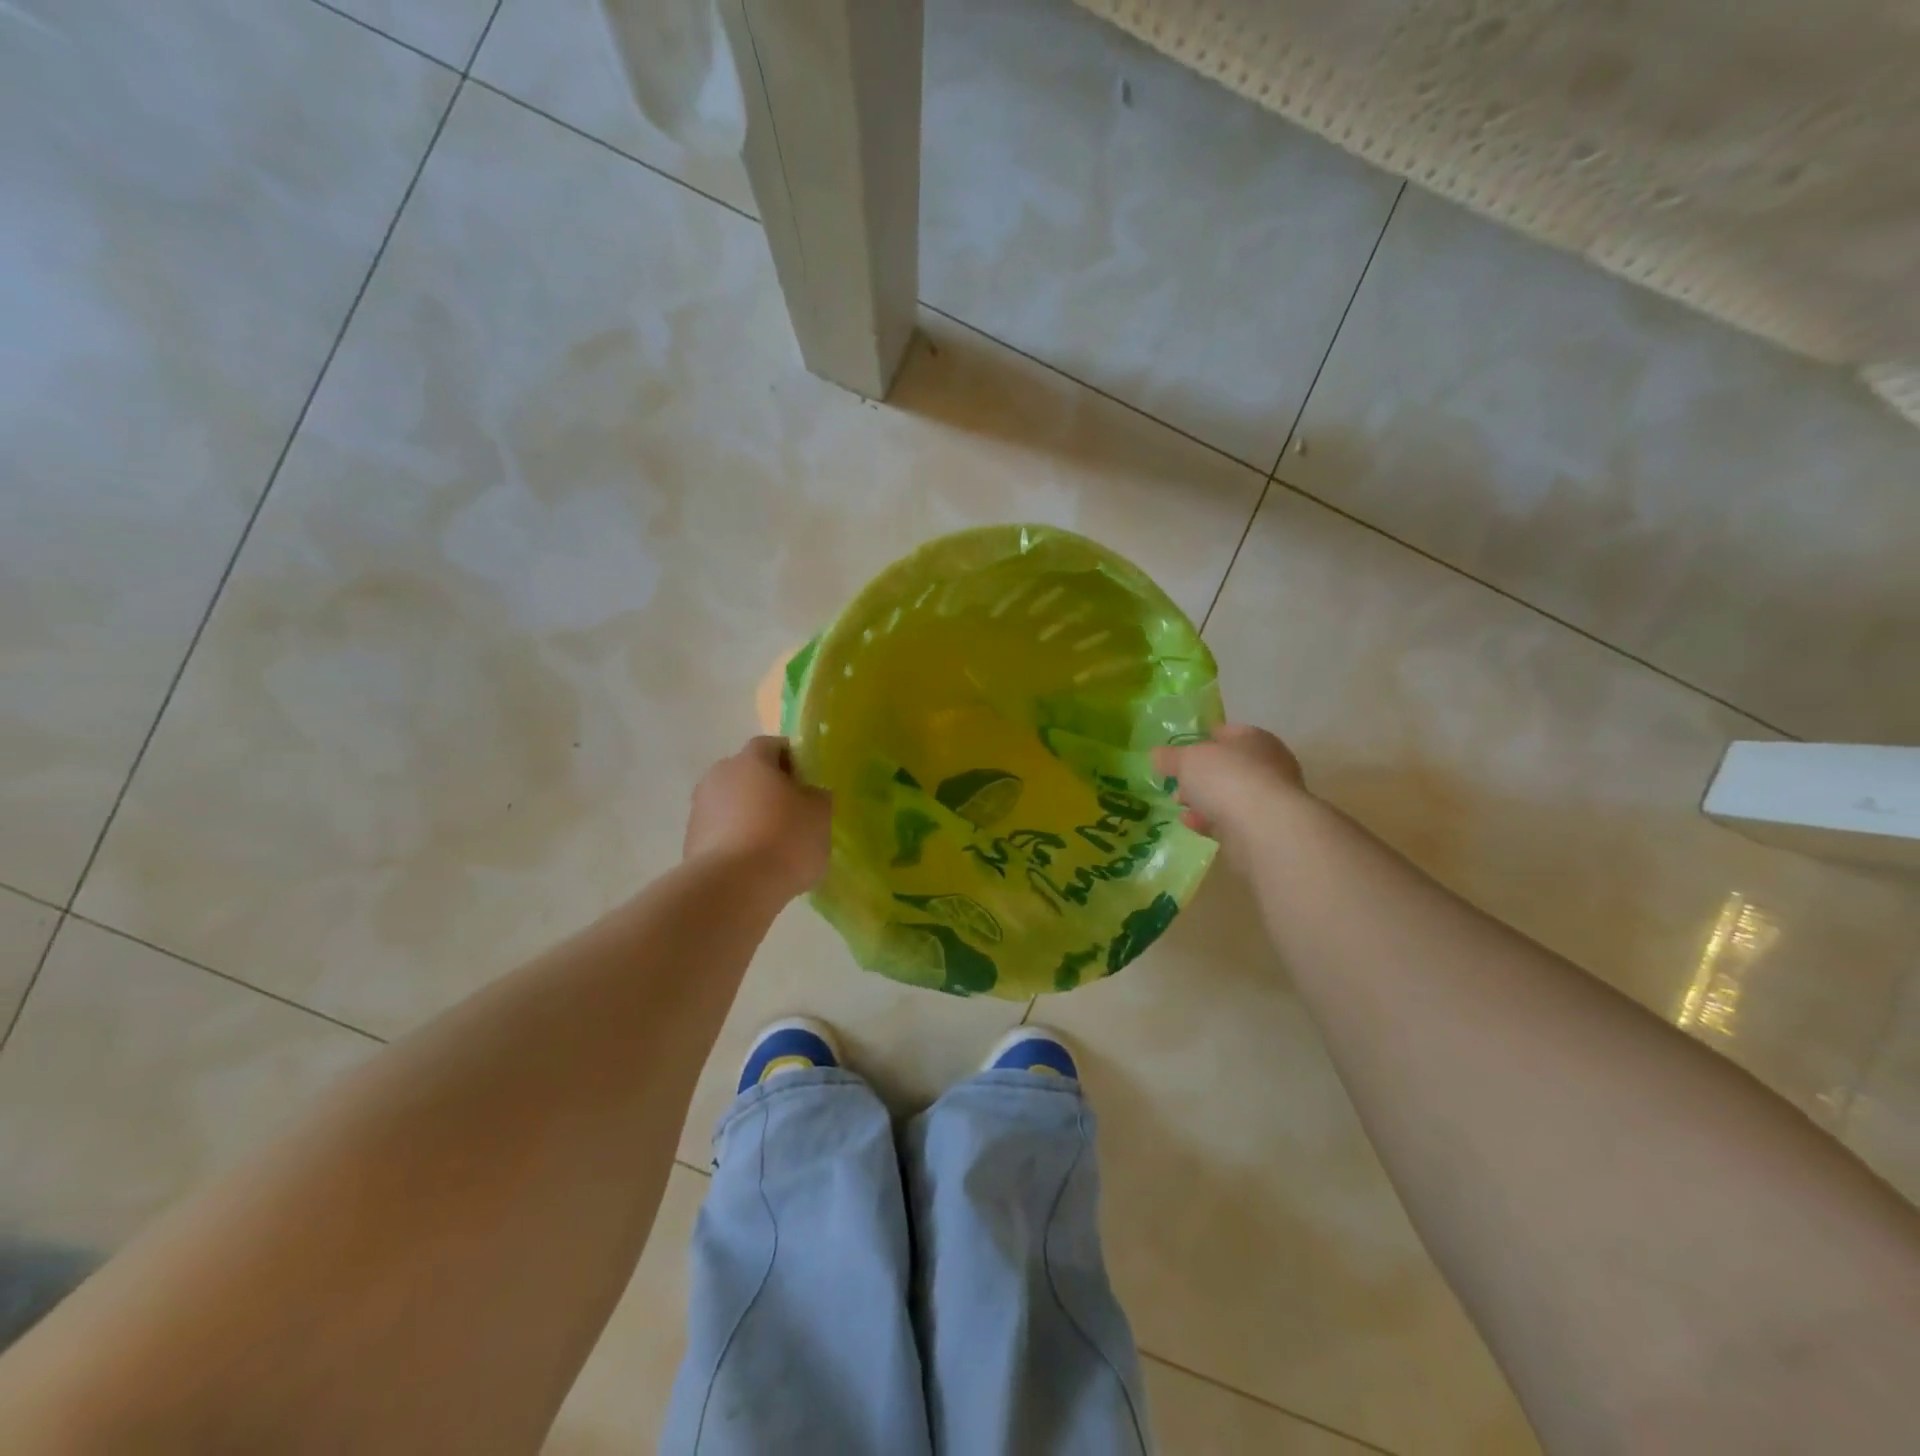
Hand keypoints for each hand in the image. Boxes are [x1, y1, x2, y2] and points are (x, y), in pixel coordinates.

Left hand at [684, 737, 831, 894]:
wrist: (732, 888)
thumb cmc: (784, 839)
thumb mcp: (821, 814)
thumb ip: (818, 796)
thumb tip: (809, 794)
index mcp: (752, 759)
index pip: (773, 745)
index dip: (793, 760)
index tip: (809, 783)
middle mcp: (719, 775)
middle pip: (749, 774)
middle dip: (770, 789)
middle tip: (795, 813)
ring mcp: (700, 809)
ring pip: (733, 804)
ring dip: (751, 816)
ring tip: (776, 845)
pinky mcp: (691, 841)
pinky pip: (721, 832)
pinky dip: (737, 841)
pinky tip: (755, 865)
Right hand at [1153, 724, 1304, 857]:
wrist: (1263, 827)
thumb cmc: (1226, 778)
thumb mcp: (1187, 760)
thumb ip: (1170, 757)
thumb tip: (1157, 756)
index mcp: (1254, 739)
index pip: (1226, 733)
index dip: (1201, 741)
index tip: (1179, 753)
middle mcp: (1268, 765)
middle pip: (1227, 766)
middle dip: (1200, 775)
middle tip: (1176, 783)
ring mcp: (1269, 799)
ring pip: (1229, 795)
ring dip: (1204, 800)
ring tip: (1179, 805)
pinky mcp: (1264, 828)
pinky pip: (1231, 820)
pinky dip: (1210, 820)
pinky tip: (1190, 823)